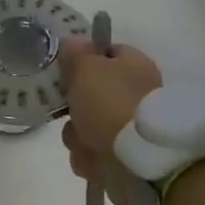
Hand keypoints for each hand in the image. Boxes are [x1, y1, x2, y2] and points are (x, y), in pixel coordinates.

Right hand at [58, 37, 162, 187]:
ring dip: (78, 136)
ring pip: (86, 127)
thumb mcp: (86, 68)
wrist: (139, 161)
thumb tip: (73, 43)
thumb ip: (75, 54)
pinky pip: (93, 155)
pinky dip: (89, 159)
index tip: (65, 71)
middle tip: (70, 111)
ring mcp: (131, 129)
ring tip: (85, 143)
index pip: (107, 52)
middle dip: (74, 108)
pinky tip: (93, 161)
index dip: (83, 59)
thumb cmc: (111, 103)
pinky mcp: (125, 160)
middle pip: (91, 95)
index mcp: (133, 66)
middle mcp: (135, 94)